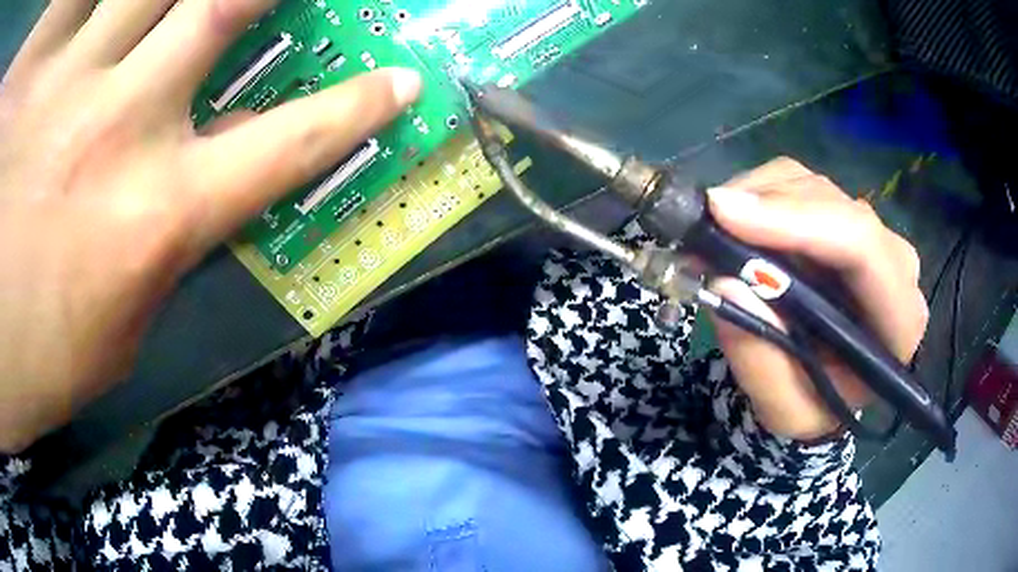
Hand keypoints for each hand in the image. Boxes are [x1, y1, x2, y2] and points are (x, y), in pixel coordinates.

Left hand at [0, 0, 421, 451]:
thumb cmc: (44, 360)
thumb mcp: (119, 331)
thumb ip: (158, 253)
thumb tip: (190, 200)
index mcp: (157, 218)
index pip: (288, 147)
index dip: (354, 109)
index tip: (398, 82)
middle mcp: (121, 129)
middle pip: (224, 6)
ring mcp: (66, 87)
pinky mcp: (38, 80)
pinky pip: (81, 3)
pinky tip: (95, 5)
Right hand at [706, 158, 927, 440]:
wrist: (823, 386)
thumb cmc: (813, 404)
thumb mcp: (785, 411)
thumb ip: (763, 362)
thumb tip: (727, 282)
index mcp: (898, 321)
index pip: (863, 248)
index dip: (797, 222)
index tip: (725, 216)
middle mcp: (894, 265)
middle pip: (836, 206)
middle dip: (767, 208)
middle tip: (704, 225)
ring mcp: (870, 233)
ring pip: (812, 186)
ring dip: (756, 199)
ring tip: (713, 233)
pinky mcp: (842, 217)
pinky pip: (798, 182)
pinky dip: (758, 194)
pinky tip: (735, 224)